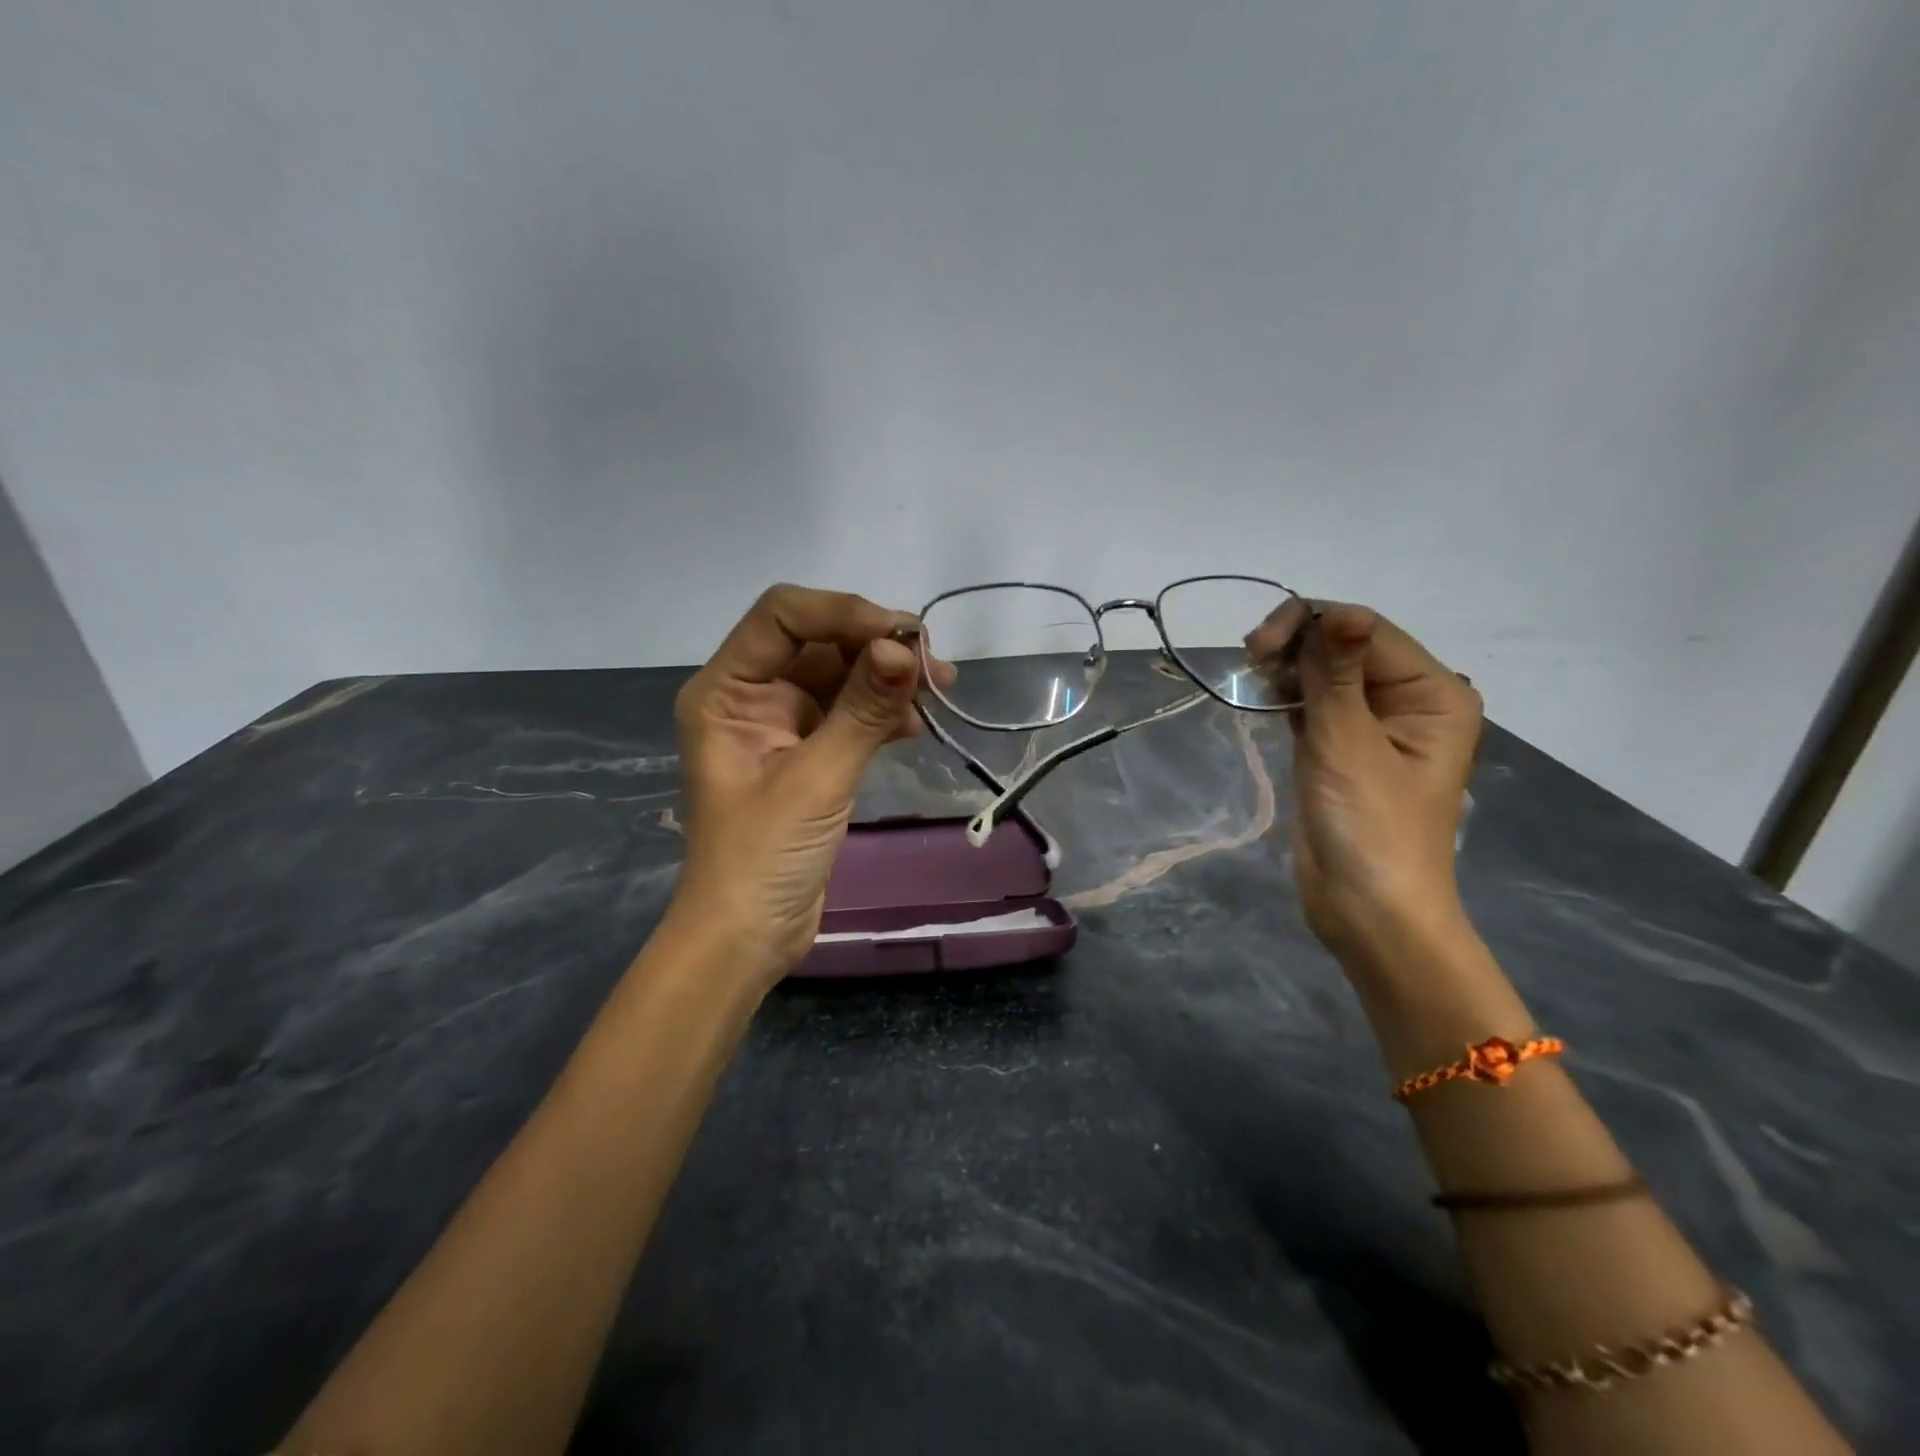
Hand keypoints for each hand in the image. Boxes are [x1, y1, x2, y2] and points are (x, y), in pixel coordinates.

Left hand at [668, 584, 953, 991]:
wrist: (748, 937)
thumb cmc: (763, 858)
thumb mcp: (816, 779)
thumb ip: (862, 710)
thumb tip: (905, 649)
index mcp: (726, 690)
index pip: (783, 616)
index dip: (843, 613)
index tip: (902, 637)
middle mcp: (749, 696)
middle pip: (817, 641)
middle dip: (875, 645)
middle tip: (934, 664)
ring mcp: (780, 726)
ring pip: (839, 676)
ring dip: (886, 678)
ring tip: (939, 690)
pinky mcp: (808, 754)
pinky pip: (848, 713)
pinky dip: (881, 713)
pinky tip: (915, 726)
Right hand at [1247, 601, 1481, 966]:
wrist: (1368, 910)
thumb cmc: (1370, 827)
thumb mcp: (1349, 745)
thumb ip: (1336, 676)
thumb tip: (1337, 610)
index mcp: (1432, 692)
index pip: (1367, 630)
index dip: (1312, 623)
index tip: (1258, 646)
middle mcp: (1408, 700)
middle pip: (1345, 645)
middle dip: (1296, 643)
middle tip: (1250, 660)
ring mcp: (1371, 724)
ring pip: (1323, 672)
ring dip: (1287, 666)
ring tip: (1251, 677)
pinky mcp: (1339, 747)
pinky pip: (1312, 702)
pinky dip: (1285, 693)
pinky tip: (1260, 693)